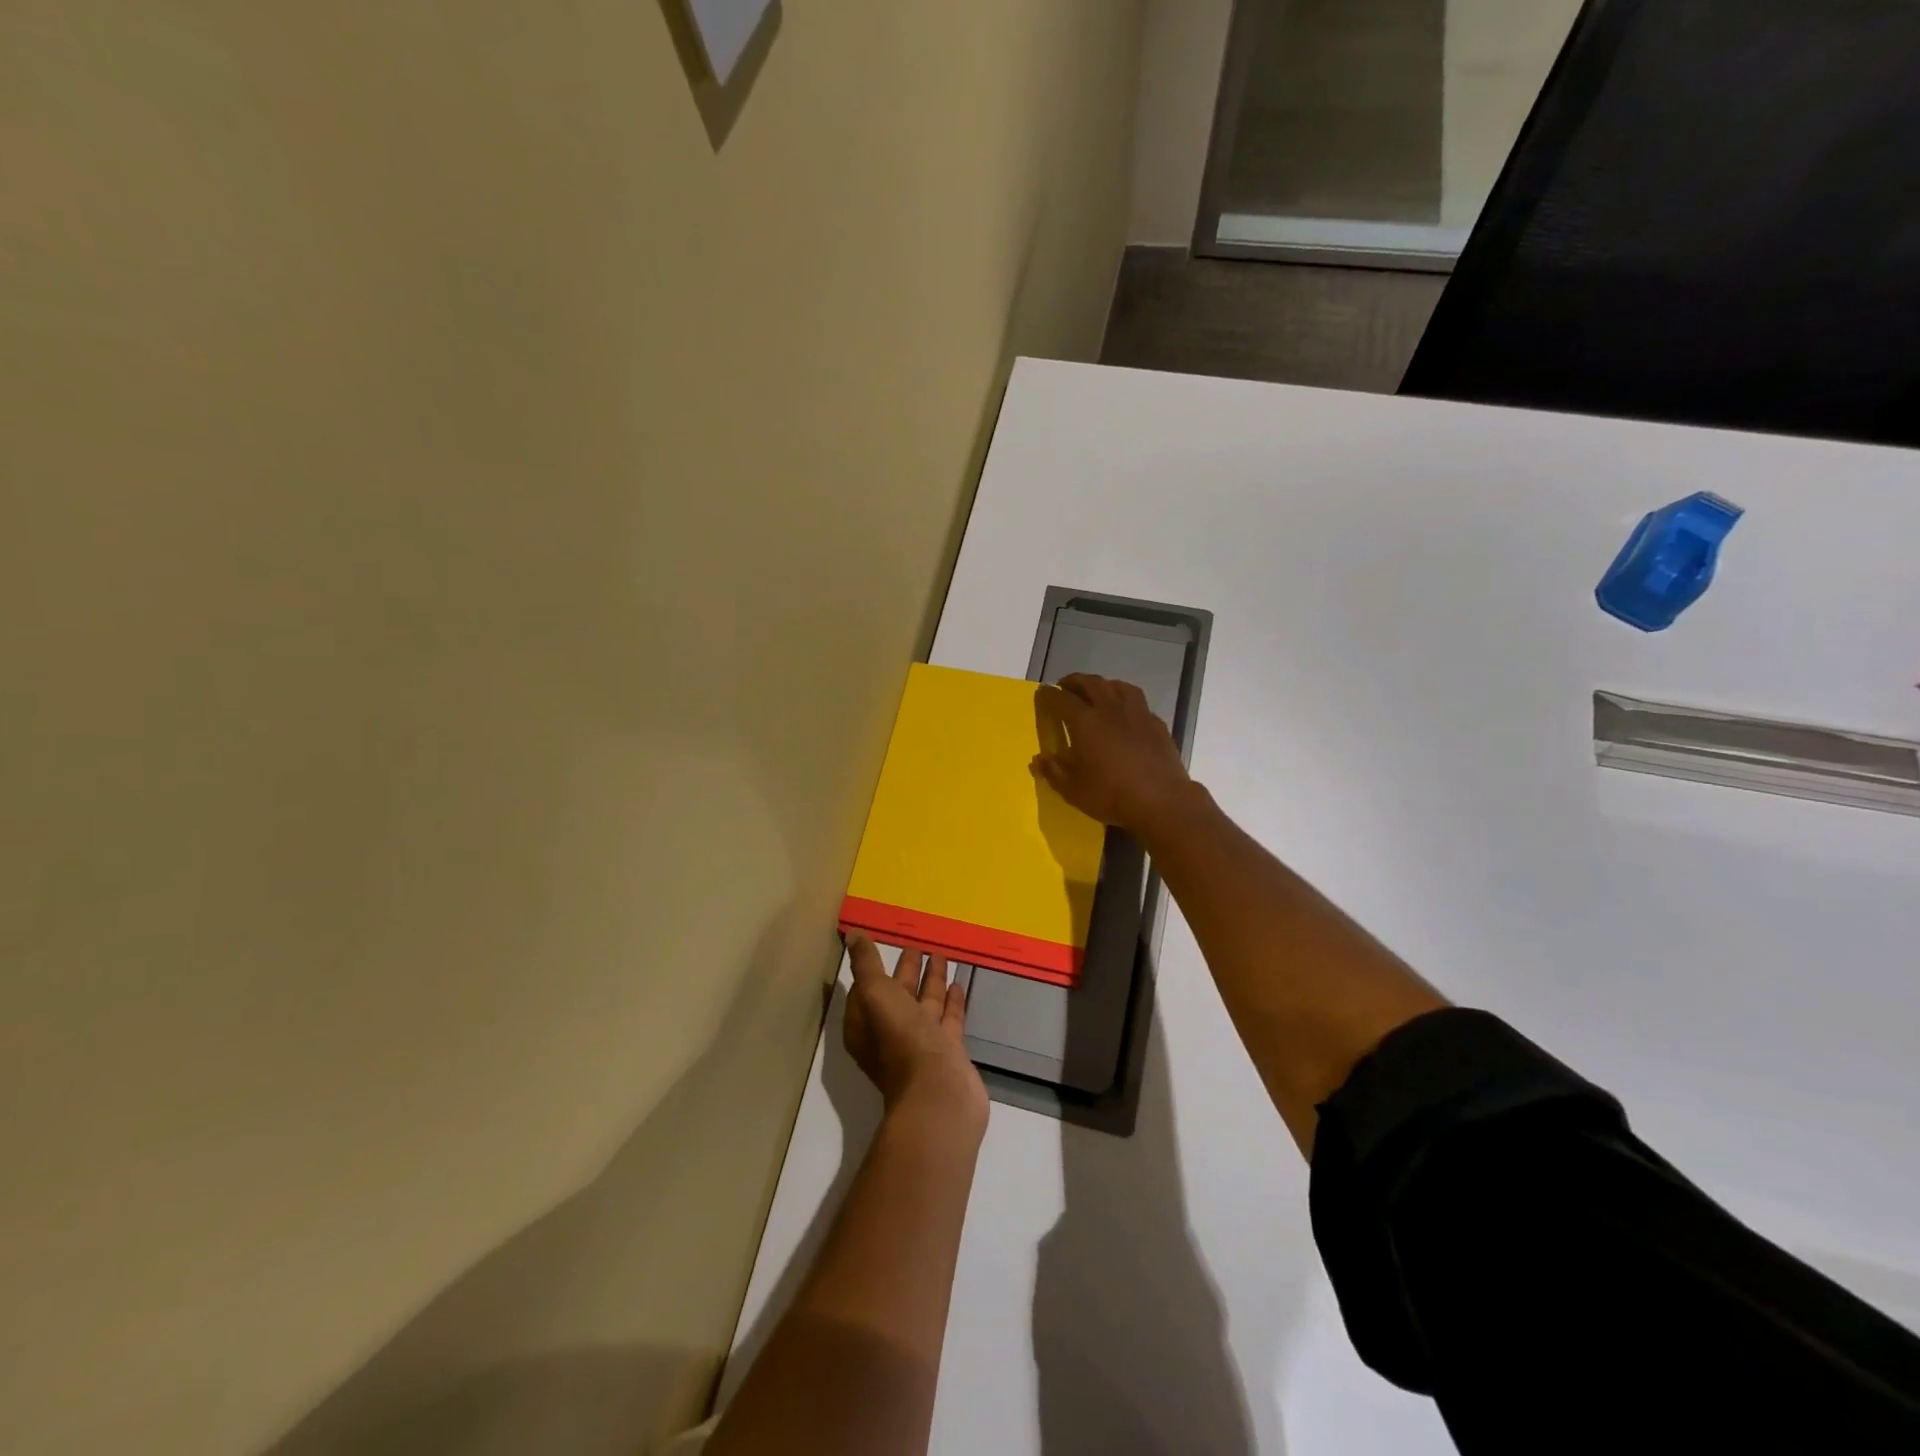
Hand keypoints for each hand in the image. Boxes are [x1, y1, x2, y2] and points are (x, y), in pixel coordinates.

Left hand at [844, 933, 988, 1126]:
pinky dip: (952, 1002)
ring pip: (924, 1005)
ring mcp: (920, 1044)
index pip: (867, 989)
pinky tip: (959, 984)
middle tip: (920, 944)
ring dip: (932, 982)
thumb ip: (867, 964)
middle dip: (908, 970)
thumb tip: (853, 934)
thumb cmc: (901, 1040)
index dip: (876, 967)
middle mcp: (890, 1035)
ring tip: (942, 955)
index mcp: (866, 1024)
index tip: (888, 942)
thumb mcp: (876, 994)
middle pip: (899, 994)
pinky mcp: (947, 1052)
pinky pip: (948, 1019)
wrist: (938, 1094)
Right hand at [1031, 673, 1195, 834]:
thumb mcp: (1073, 790)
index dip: (1049, 694)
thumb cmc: (1110, 795)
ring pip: (1119, 686)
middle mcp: (1110, 710)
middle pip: (1091, 683)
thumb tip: (1040, 759)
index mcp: (1085, 722)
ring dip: (1104, 684)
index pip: (1062, 699)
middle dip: (1075, 681)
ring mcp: (1138, 714)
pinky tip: (1127, 714)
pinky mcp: (1157, 725)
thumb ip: (1054, 772)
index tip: (1043, 692)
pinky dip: (1127, 702)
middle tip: (1066, 686)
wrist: (1161, 801)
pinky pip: (1139, 703)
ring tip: (1098, 691)